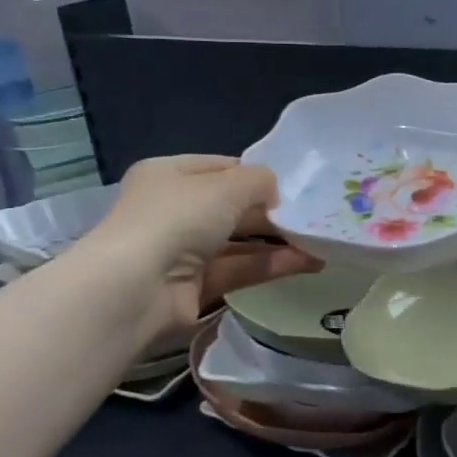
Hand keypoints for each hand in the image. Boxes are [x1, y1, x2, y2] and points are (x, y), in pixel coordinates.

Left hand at [88, 155, 320, 346]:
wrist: (136, 288)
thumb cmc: (178, 218)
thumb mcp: (226, 186)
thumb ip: (260, 181)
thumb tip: (275, 190)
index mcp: (169, 174)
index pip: (220, 168)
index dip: (255, 174)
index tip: (292, 184)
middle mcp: (172, 210)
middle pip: (231, 207)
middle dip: (271, 211)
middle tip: (312, 215)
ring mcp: (181, 251)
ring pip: (238, 242)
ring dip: (277, 242)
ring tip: (319, 241)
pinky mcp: (193, 288)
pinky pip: (238, 270)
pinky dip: (270, 266)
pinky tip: (306, 262)